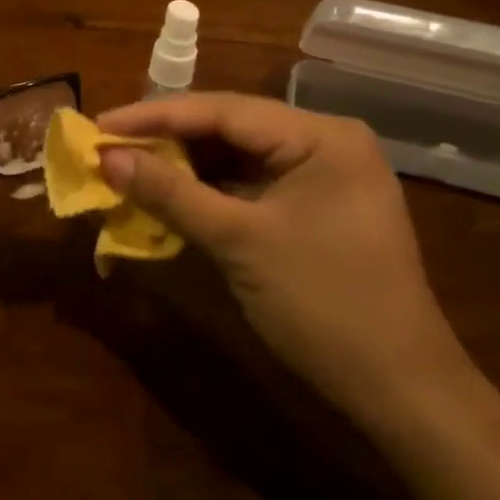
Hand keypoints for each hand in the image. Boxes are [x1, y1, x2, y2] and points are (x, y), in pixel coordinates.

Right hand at [95, 93, 474, 424]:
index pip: (223, 111)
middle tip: (109, 145)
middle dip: (167, 139)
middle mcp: (325, 142)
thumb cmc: (322, 304)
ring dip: (184, 166)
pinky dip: (208, 192)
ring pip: (237, 157)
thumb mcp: (238, 242)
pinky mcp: (314, 207)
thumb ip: (170, 193)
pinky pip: (250, 185)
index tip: (100, 123)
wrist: (399, 389)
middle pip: (230, 128)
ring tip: (128, 167)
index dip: (155, 116)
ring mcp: (322, 176)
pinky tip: (170, 195)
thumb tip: (107, 157)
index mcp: (320, 136)